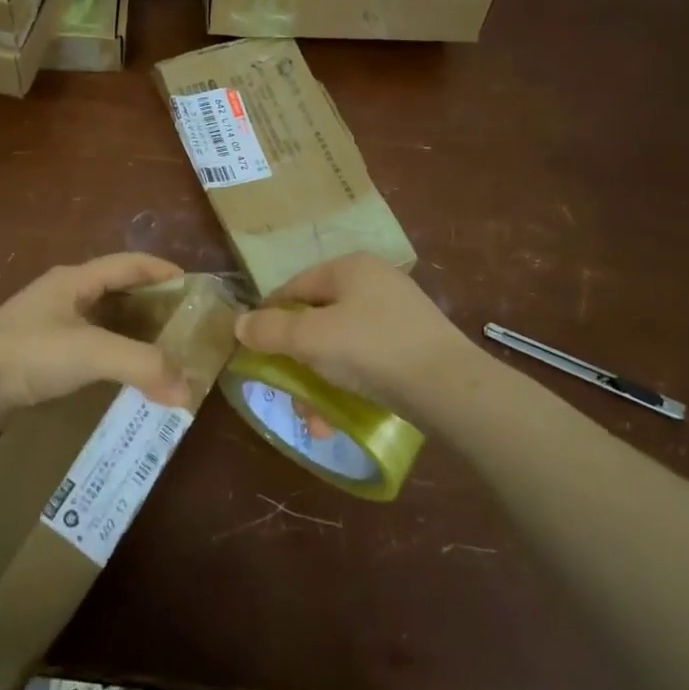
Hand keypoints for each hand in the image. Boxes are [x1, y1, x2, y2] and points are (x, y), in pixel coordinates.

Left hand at [0, 254, 188, 435]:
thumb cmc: (28, 353)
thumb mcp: (90, 352)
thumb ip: (142, 366)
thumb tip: (188, 391)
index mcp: (76, 280)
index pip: (130, 263)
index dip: (164, 270)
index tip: (196, 288)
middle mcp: (65, 296)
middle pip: (120, 292)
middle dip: (154, 307)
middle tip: (186, 328)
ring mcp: (49, 326)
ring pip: (104, 322)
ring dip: (134, 336)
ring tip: (165, 355)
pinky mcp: (40, 355)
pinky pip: (88, 349)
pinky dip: (113, 359)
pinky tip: (127, 378)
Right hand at [234, 253, 472, 424]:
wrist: (450, 386)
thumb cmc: (371, 349)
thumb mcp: (310, 338)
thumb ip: (270, 330)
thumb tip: (238, 324)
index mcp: (350, 267)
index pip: (294, 287)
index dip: (269, 317)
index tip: (254, 350)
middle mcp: (375, 282)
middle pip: (317, 320)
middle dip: (297, 362)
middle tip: (289, 393)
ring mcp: (398, 313)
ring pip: (341, 345)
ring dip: (320, 383)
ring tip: (315, 422)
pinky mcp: (414, 345)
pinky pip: (367, 360)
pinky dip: (348, 385)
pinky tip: (340, 419)